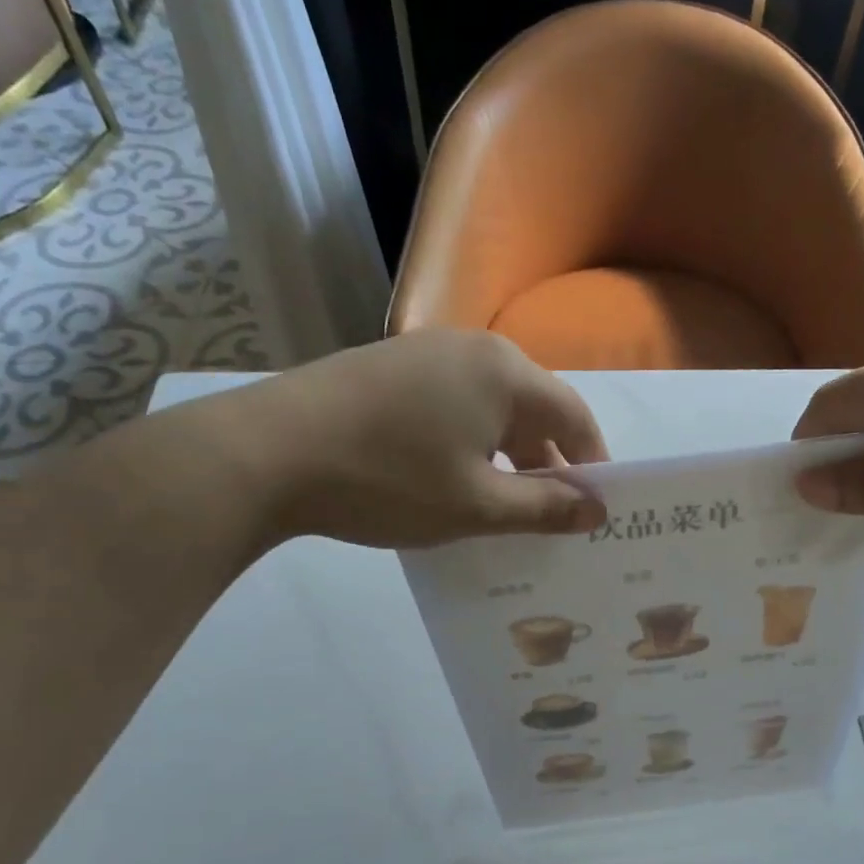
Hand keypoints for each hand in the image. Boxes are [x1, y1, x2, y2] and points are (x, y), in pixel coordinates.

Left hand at [208, 331, 609, 547]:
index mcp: (506, 374)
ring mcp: (427, 352)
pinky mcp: (390, 367)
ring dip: (509, 454)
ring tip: (505, 504)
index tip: (597, 507)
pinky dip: (470, 441)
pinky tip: (452, 478)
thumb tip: (597, 511)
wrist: (265, 453)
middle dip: (550, 462)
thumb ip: (545, 508)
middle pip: (535, 408)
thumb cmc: (389, 480)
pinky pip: (454, 403)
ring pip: (492, 407)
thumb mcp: (477, 506)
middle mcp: (474, 349)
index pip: (575, 416)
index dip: (593, 463)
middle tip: (553, 515)